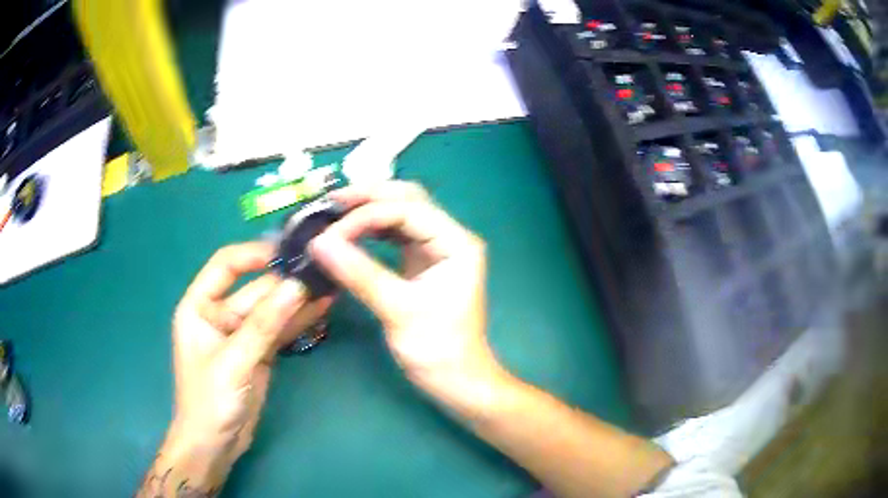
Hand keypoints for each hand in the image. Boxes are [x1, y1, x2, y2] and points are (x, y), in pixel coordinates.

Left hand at [150, 242, 330, 488]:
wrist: (215, 445)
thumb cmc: (209, 401)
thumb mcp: (233, 361)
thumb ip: (263, 325)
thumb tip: (297, 286)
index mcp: (200, 306)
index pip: (226, 265)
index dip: (254, 254)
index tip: (288, 251)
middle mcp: (220, 314)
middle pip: (255, 288)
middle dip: (286, 281)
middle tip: (323, 269)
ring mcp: (242, 335)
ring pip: (272, 309)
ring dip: (297, 299)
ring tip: (330, 283)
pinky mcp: (259, 353)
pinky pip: (279, 330)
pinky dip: (298, 321)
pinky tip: (321, 308)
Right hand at [310, 182, 507, 417]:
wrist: (456, 380)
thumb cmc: (437, 349)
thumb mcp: (398, 311)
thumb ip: (359, 274)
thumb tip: (318, 243)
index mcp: (456, 243)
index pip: (408, 210)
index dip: (366, 214)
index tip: (330, 232)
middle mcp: (449, 237)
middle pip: (408, 200)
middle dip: (369, 198)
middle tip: (330, 203)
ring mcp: (436, 249)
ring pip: (400, 213)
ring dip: (368, 210)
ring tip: (333, 212)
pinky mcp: (422, 263)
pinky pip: (394, 234)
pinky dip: (371, 229)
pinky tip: (349, 232)